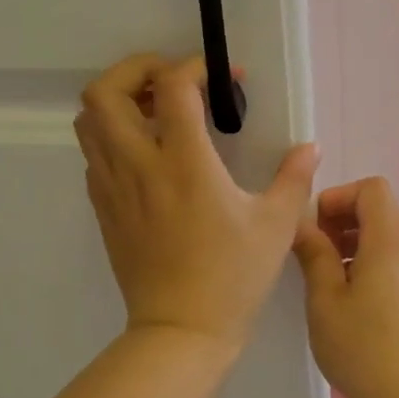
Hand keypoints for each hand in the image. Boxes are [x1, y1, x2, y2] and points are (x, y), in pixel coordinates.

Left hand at [74, 53, 317, 352]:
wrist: (181, 331)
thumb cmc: (233, 277)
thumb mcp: (276, 226)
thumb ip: (294, 178)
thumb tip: (310, 147)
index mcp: (184, 163)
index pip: (171, 86)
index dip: (196, 66)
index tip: (225, 77)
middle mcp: (139, 165)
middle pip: (105, 91)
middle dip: (134, 69)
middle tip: (169, 79)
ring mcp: (113, 187)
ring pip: (88, 121)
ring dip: (117, 102)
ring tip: (154, 110)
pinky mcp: (104, 209)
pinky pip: (93, 155)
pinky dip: (112, 137)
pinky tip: (146, 154)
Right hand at [292, 177, 398, 397]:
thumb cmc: (363, 347)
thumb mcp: (325, 299)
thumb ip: (314, 254)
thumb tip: (302, 225)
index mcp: (390, 241)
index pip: (372, 188)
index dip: (339, 196)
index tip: (314, 227)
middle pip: (380, 210)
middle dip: (343, 219)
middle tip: (314, 251)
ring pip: (387, 238)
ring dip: (354, 243)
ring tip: (326, 278)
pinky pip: (395, 262)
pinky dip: (370, 264)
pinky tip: (349, 302)